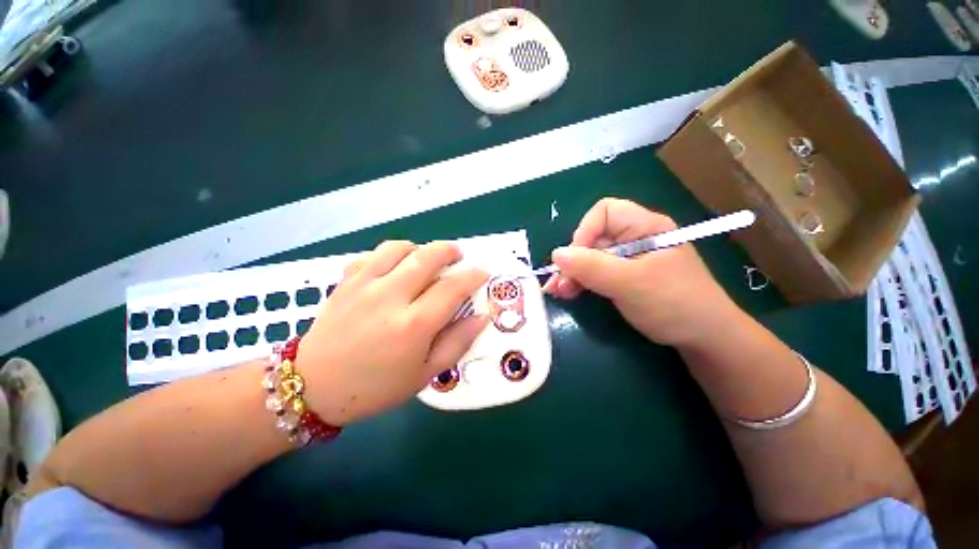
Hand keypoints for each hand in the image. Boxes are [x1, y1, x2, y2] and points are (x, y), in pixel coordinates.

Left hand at [297, 241, 488, 425]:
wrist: (313, 387)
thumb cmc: (376, 387)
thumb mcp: (425, 374)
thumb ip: (457, 342)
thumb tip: (482, 317)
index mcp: (413, 325)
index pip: (453, 288)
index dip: (473, 275)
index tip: (482, 272)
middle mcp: (390, 297)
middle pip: (428, 256)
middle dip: (450, 251)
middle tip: (458, 256)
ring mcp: (364, 285)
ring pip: (400, 248)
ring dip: (420, 249)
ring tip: (427, 260)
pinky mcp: (346, 282)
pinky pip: (373, 254)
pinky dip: (391, 254)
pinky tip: (395, 267)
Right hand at [544, 198, 733, 346]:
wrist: (704, 339)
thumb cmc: (673, 304)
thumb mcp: (630, 283)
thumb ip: (592, 267)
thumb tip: (556, 254)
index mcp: (645, 227)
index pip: (605, 212)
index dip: (585, 231)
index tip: (575, 259)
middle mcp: (634, 238)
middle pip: (593, 237)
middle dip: (574, 259)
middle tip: (559, 283)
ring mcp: (628, 259)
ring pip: (590, 257)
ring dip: (572, 273)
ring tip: (558, 291)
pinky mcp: (623, 277)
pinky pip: (595, 273)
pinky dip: (580, 282)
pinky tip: (568, 293)